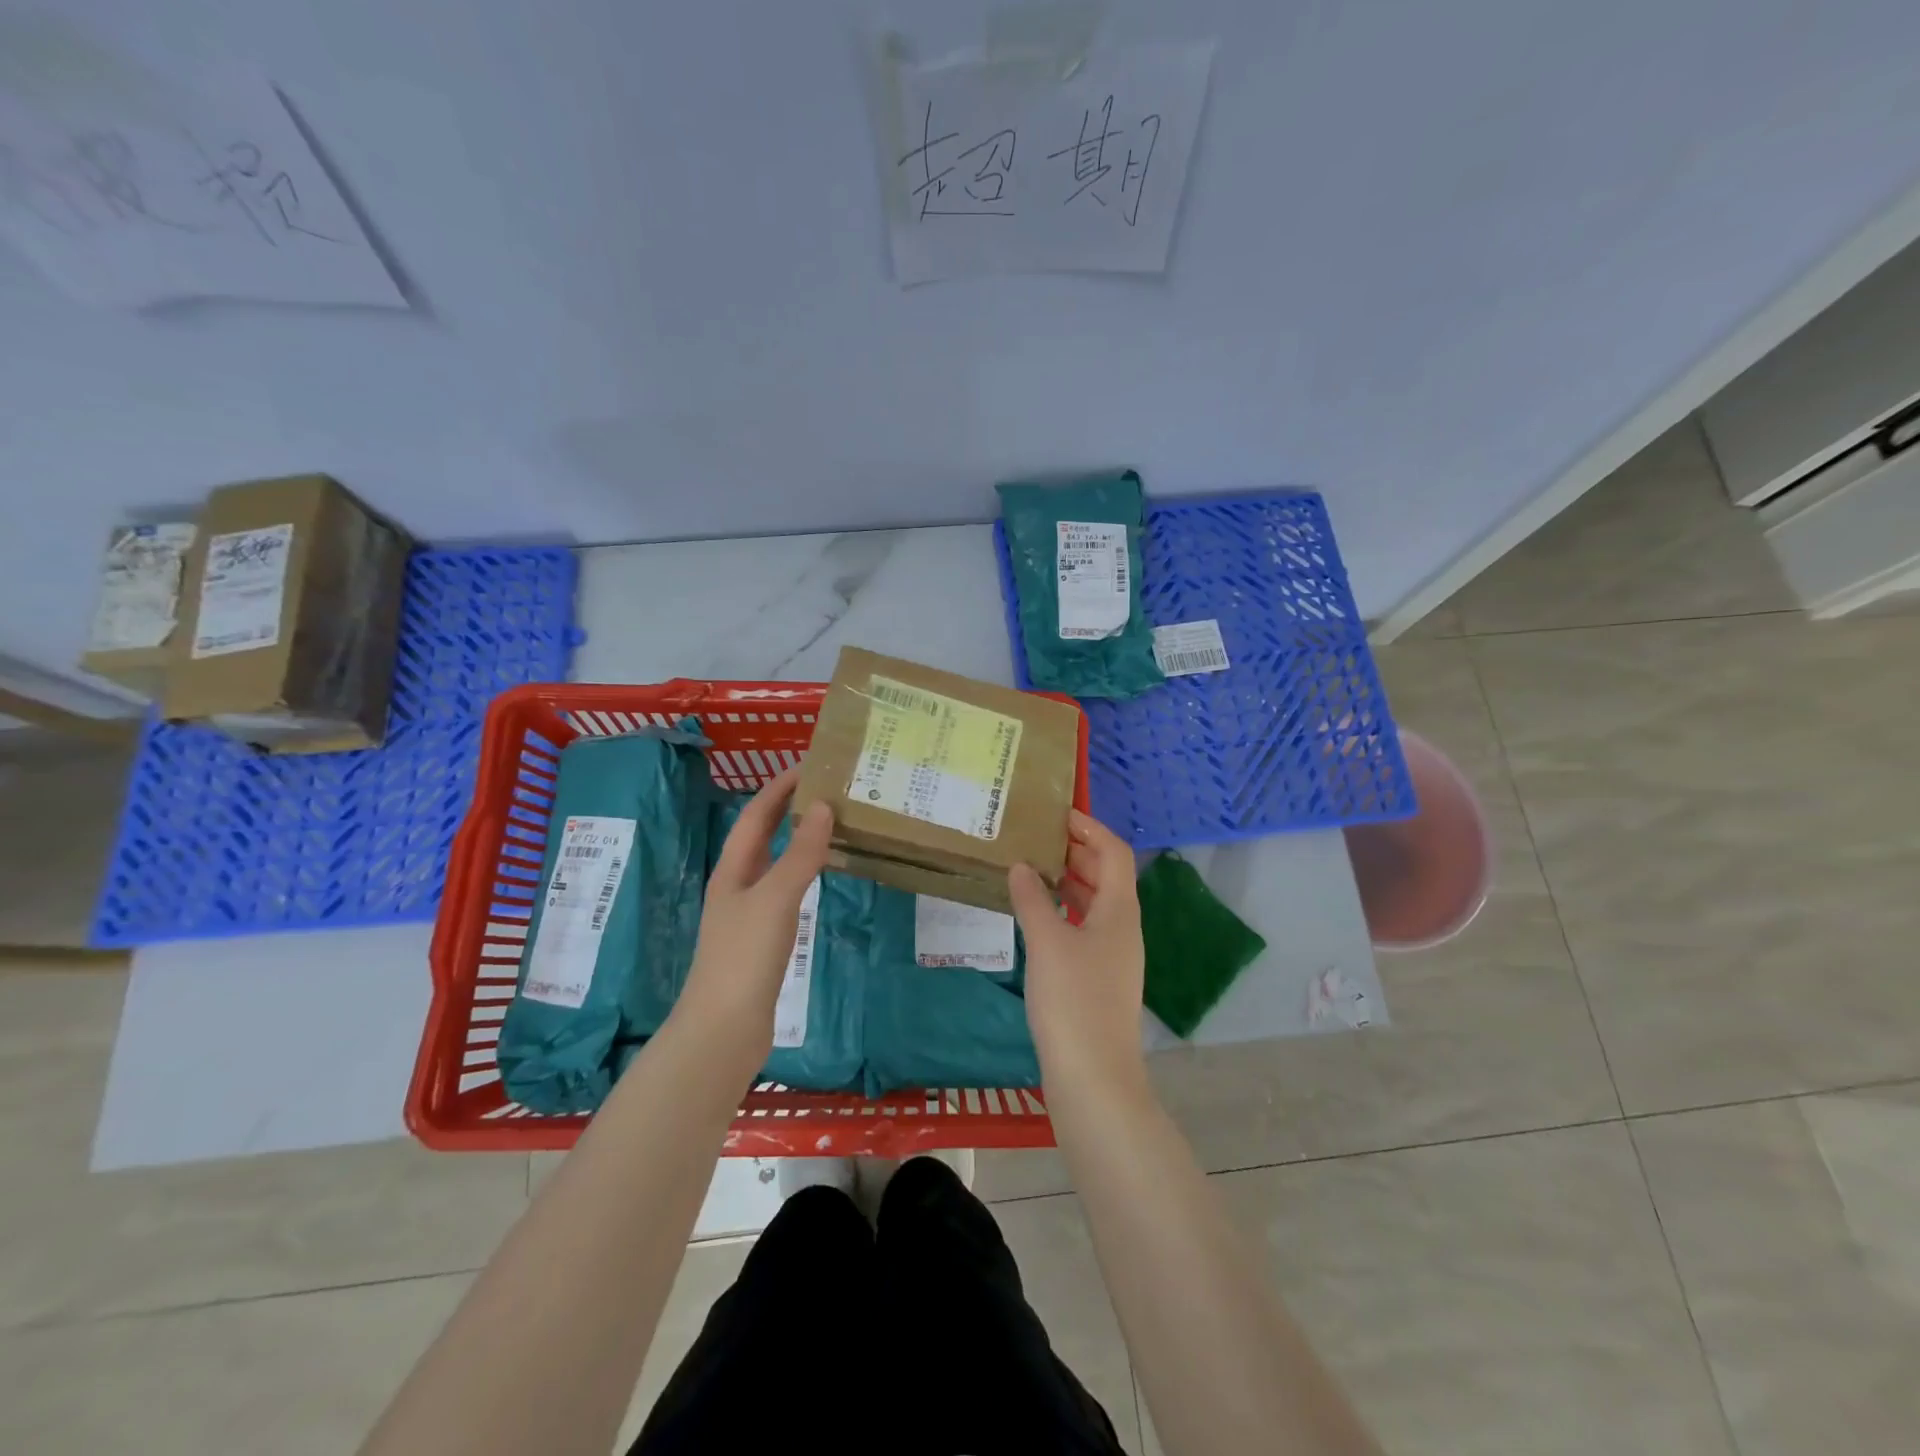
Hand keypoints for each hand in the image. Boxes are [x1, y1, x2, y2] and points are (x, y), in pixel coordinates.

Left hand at [676, 767, 832, 1060]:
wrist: (724, 1029)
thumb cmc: (745, 957)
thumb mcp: (775, 899)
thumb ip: (800, 854)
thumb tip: (823, 806)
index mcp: (733, 870)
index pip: (756, 815)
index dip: (778, 787)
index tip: (810, 764)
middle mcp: (737, 885)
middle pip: (762, 836)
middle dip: (788, 808)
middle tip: (827, 788)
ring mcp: (748, 914)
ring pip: (775, 862)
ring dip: (798, 839)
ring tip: (831, 823)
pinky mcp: (763, 939)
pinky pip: (786, 890)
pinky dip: (804, 872)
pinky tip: (822, 877)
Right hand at [1008, 809, 1147, 1098]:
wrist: (1094, 1079)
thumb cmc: (1074, 1002)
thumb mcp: (1048, 943)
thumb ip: (1033, 899)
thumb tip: (1020, 866)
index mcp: (1119, 911)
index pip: (1114, 852)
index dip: (1089, 828)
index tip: (1056, 814)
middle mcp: (1122, 928)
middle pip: (1106, 875)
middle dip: (1075, 851)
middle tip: (1035, 837)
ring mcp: (1112, 955)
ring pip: (1093, 903)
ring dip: (1068, 881)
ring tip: (1029, 868)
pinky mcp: (1097, 979)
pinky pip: (1082, 928)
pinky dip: (1062, 912)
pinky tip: (1034, 916)